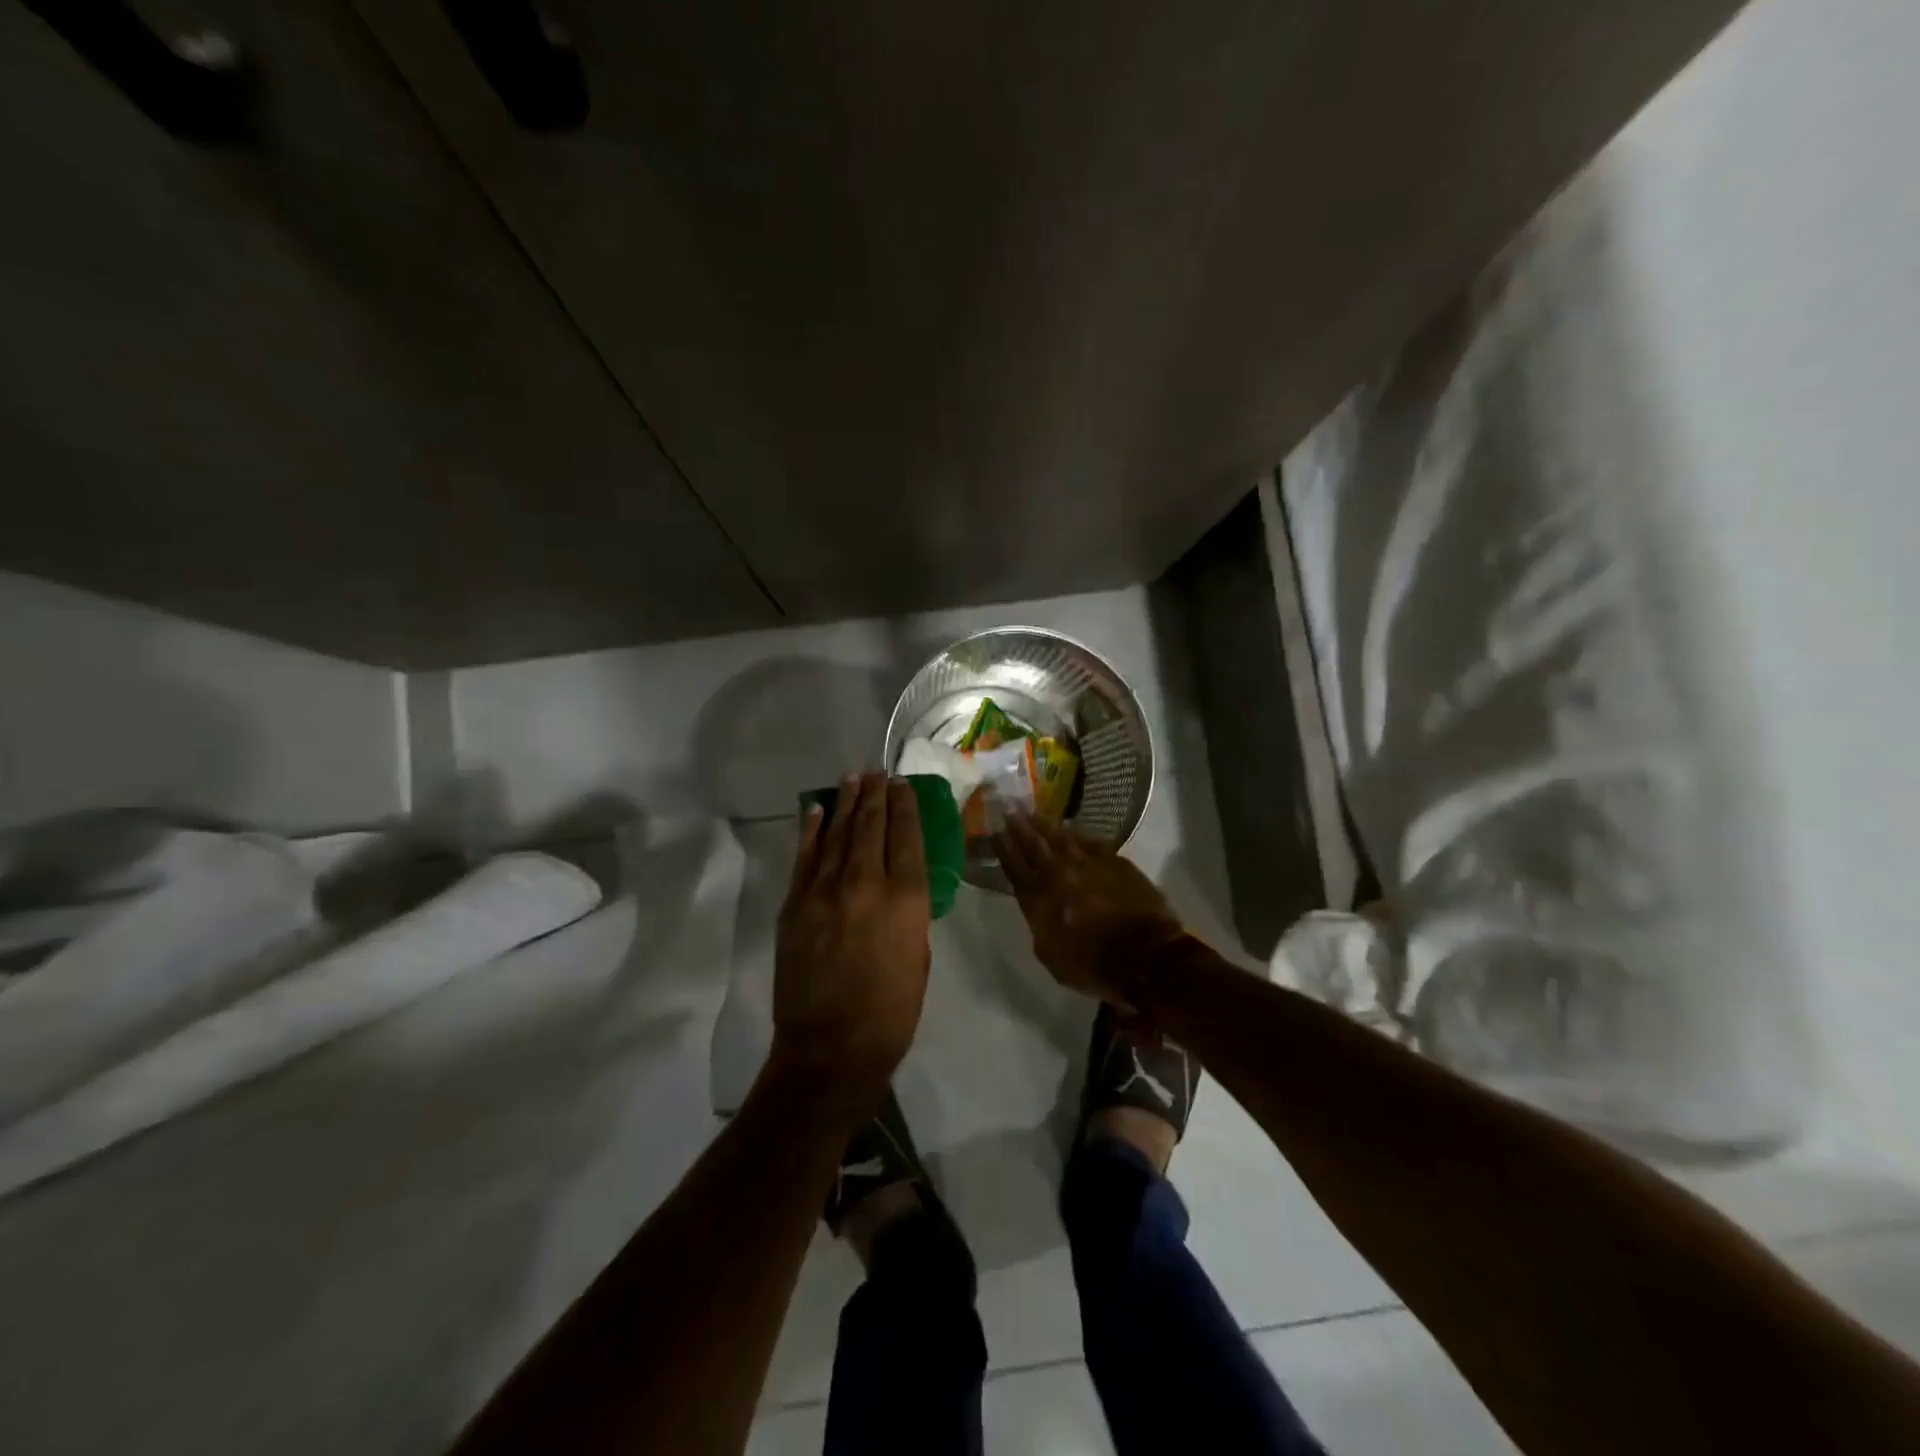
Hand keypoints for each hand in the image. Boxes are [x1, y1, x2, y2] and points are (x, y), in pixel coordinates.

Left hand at [772, 772, 931, 1110]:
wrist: (829, 1049)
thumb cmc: (890, 1013)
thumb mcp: (918, 959)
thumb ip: (908, 915)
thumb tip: (897, 889)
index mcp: (907, 900)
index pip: (907, 837)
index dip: (905, 806)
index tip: (902, 784)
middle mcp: (867, 884)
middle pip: (871, 826)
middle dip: (875, 795)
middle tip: (877, 772)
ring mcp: (826, 892)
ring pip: (838, 834)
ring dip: (846, 803)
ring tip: (853, 779)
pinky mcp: (796, 905)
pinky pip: (805, 857)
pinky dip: (812, 830)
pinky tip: (817, 810)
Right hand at [995, 814, 1185, 1006]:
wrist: (1146, 956)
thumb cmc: (1094, 966)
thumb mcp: (1050, 954)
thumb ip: (1038, 922)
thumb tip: (1036, 902)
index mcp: (1039, 900)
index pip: (1015, 867)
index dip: (1003, 847)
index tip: (994, 829)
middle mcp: (1060, 875)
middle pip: (1035, 844)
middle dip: (1020, 825)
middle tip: (1009, 807)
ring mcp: (1089, 864)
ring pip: (1062, 837)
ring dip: (1046, 823)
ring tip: (1034, 811)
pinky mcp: (1115, 861)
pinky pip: (1091, 840)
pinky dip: (1078, 832)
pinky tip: (1072, 826)